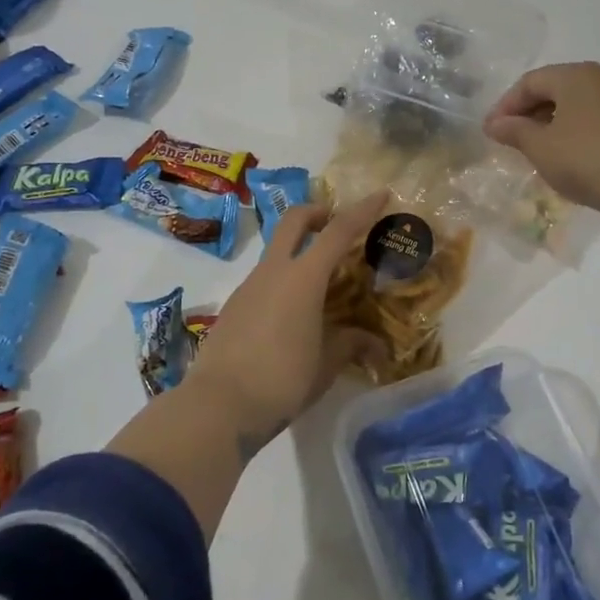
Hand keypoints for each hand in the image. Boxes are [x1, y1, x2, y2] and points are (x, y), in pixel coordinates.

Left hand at [184, 190, 389, 455]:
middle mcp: (273, 272)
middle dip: (319, 212)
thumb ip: (351, 345)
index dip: (362, 210)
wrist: (218, 405)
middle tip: (338, 223)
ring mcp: (248, 286)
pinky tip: (295, 314)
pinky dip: (284, 280)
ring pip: (277, 250)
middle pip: (294, 220)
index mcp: (303, 278)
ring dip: (300, 250)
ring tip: (323, 282)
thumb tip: (374, 344)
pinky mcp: (234, 305)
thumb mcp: (326, 365)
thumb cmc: (282, 380)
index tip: (380, 194)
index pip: (337, 232)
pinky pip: (265, 279)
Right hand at [484, 61, 599, 226]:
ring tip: (537, 150)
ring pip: (576, 103)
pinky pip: (594, 117)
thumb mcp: (542, 148)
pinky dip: (574, 130)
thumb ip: (515, 131)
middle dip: (528, 113)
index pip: (529, 82)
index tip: (491, 132)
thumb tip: (494, 123)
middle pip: (554, 88)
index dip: (505, 106)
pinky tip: (569, 155)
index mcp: (575, 75)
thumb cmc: (589, 160)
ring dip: (551, 123)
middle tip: (511, 140)